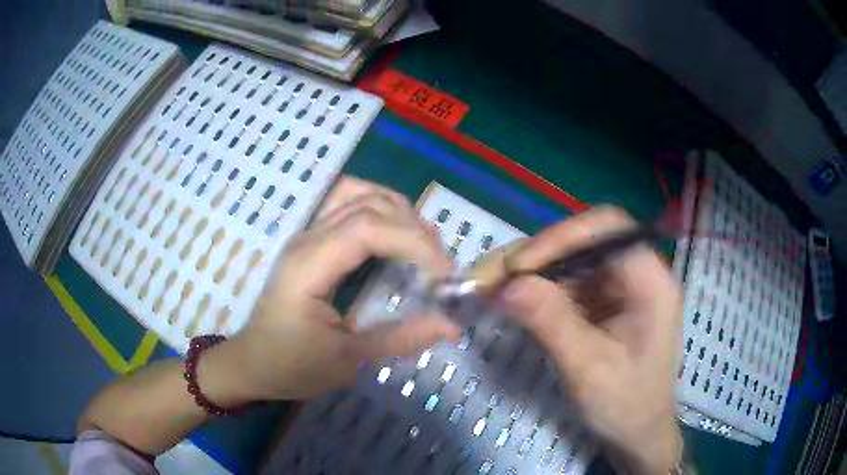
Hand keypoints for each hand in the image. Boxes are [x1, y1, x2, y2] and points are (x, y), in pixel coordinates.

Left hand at [220, 177, 459, 401]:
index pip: (368, 230)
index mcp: (309, 267)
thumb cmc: (292, 366)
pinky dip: (378, 208)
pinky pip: (346, 203)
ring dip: (396, 209)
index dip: (414, 243)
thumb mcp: (347, 360)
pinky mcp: (309, 240)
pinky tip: (394, 230)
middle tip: (438, 264)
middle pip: (366, 205)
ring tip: (421, 242)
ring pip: (355, 192)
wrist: (253, 363)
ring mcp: (305, 235)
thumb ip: (400, 338)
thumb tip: (451, 325)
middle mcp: (306, 240)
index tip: (445, 273)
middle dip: (412, 227)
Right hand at [499, 207, 682, 473]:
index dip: (562, 237)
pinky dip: (538, 289)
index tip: (518, 267)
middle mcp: (637, 273)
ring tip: (493, 289)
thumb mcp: (588, 369)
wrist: (637, 433)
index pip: (607, 229)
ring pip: (571, 260)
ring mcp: (620, 287)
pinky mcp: (604, 302)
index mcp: (651, 282)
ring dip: (531, 272)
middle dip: (537, 255)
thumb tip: (506, 285)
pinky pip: (568, 283)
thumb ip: (552, 323)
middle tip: (491, 277)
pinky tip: (514, 302)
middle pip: (585, 241)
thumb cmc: (625, 405)